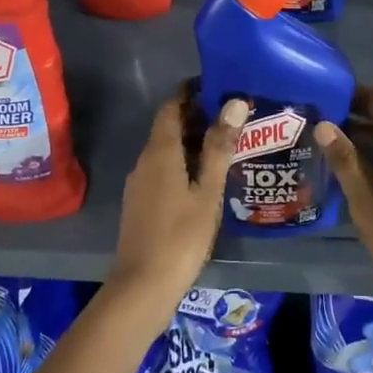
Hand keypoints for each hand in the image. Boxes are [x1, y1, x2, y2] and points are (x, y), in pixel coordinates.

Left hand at [111, 87, 248, 302]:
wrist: (143, 286)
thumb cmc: (181, 236)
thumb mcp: (207, 192)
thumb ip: (220, 147)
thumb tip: (234, 103)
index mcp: (159, 152)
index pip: (171, 107)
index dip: (191, 93)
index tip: (218, 86)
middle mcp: (144, 161)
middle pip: (168, 127)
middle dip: (196, 117)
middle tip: (232, 116)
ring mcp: (139, 184)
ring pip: (165, 151)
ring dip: (190, 142)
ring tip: (225, 144)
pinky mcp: (139, 203)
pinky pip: (162, 170)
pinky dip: (182, 163)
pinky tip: (204, 178)